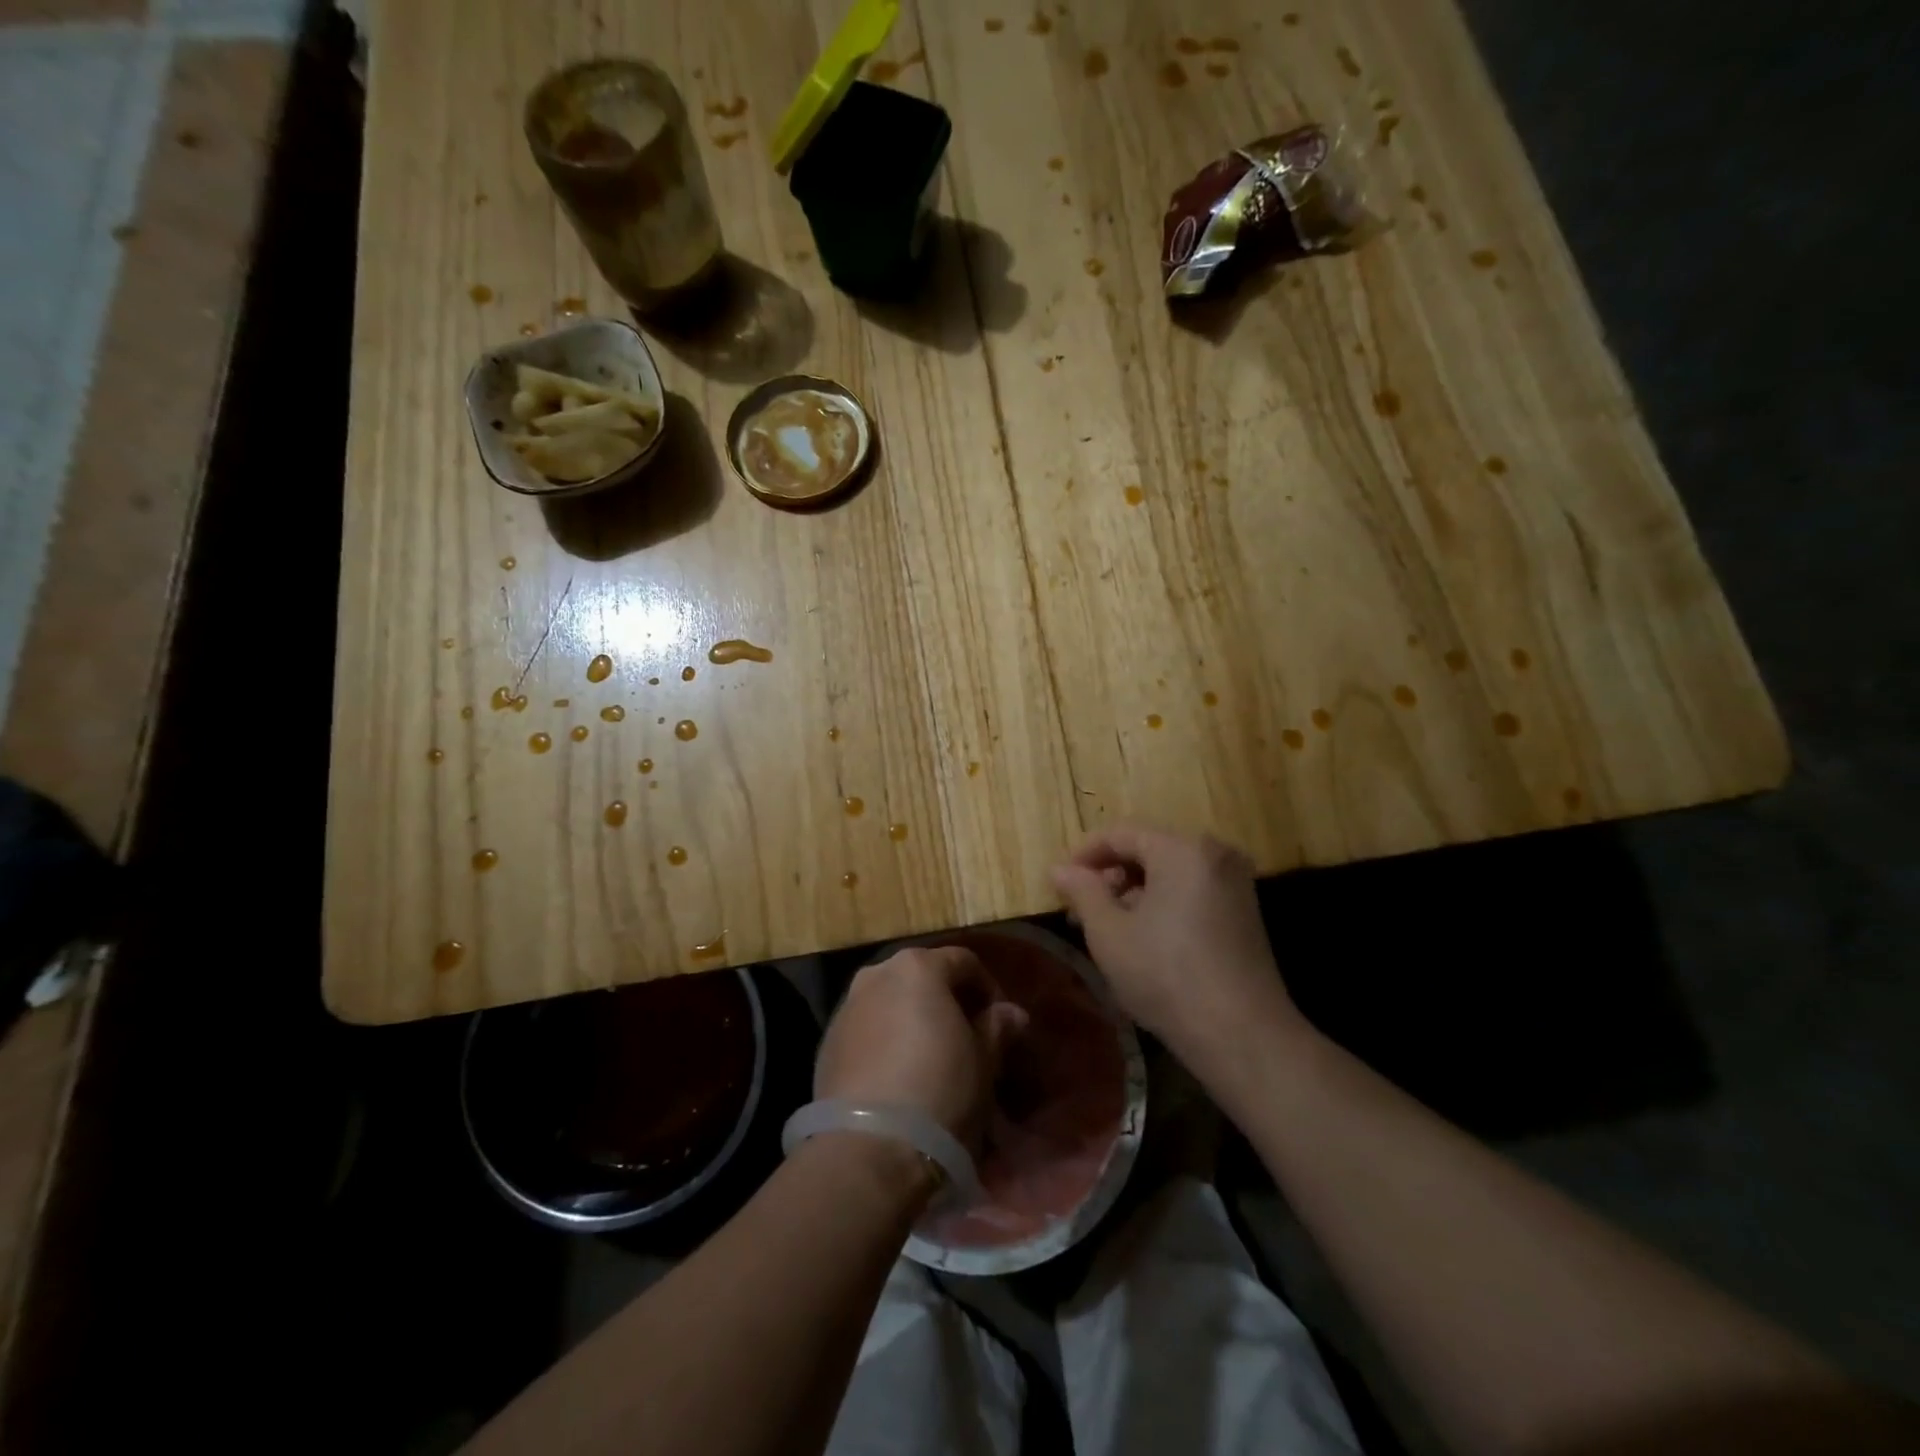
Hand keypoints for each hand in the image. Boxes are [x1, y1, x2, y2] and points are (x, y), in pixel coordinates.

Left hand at [815, 946, 1026, 1148]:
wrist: (869, 1148)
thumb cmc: (940, 1090)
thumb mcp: (984, 1061)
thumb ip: (997, 1028)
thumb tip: (1010, 1013)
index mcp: (918, 967)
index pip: (963, 961)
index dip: (987, 988)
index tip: (1000, 1021)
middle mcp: (877, 975)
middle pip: (921, 977)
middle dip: (946, 1001)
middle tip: (967, 1038)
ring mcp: (847, 1008)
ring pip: (890, 1002)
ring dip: (912, 1020)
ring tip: (932, 1059)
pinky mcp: (826, 1045)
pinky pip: (867, 1031)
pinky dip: (886, 1042)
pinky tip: (899, 1078)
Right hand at [1049, 823, 1306, 1069]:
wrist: (1242, 1036)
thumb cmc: (1166, 976)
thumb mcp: (1109, 933)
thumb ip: (1082, 892)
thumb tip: (1059, 869)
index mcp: (1183, 849)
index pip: (1121, 834)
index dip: (1084, 854)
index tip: (1059, 883)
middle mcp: (1214, 854)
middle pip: (1148, 849)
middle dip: (1109, 875)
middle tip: (1080, 910)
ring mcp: (1235, 882)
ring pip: (1170, 871)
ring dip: (1134, 891)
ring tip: (1107, 927)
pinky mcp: (1244, 911)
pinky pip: (1191, 890)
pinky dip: (1162, 902)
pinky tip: (1143, 937)